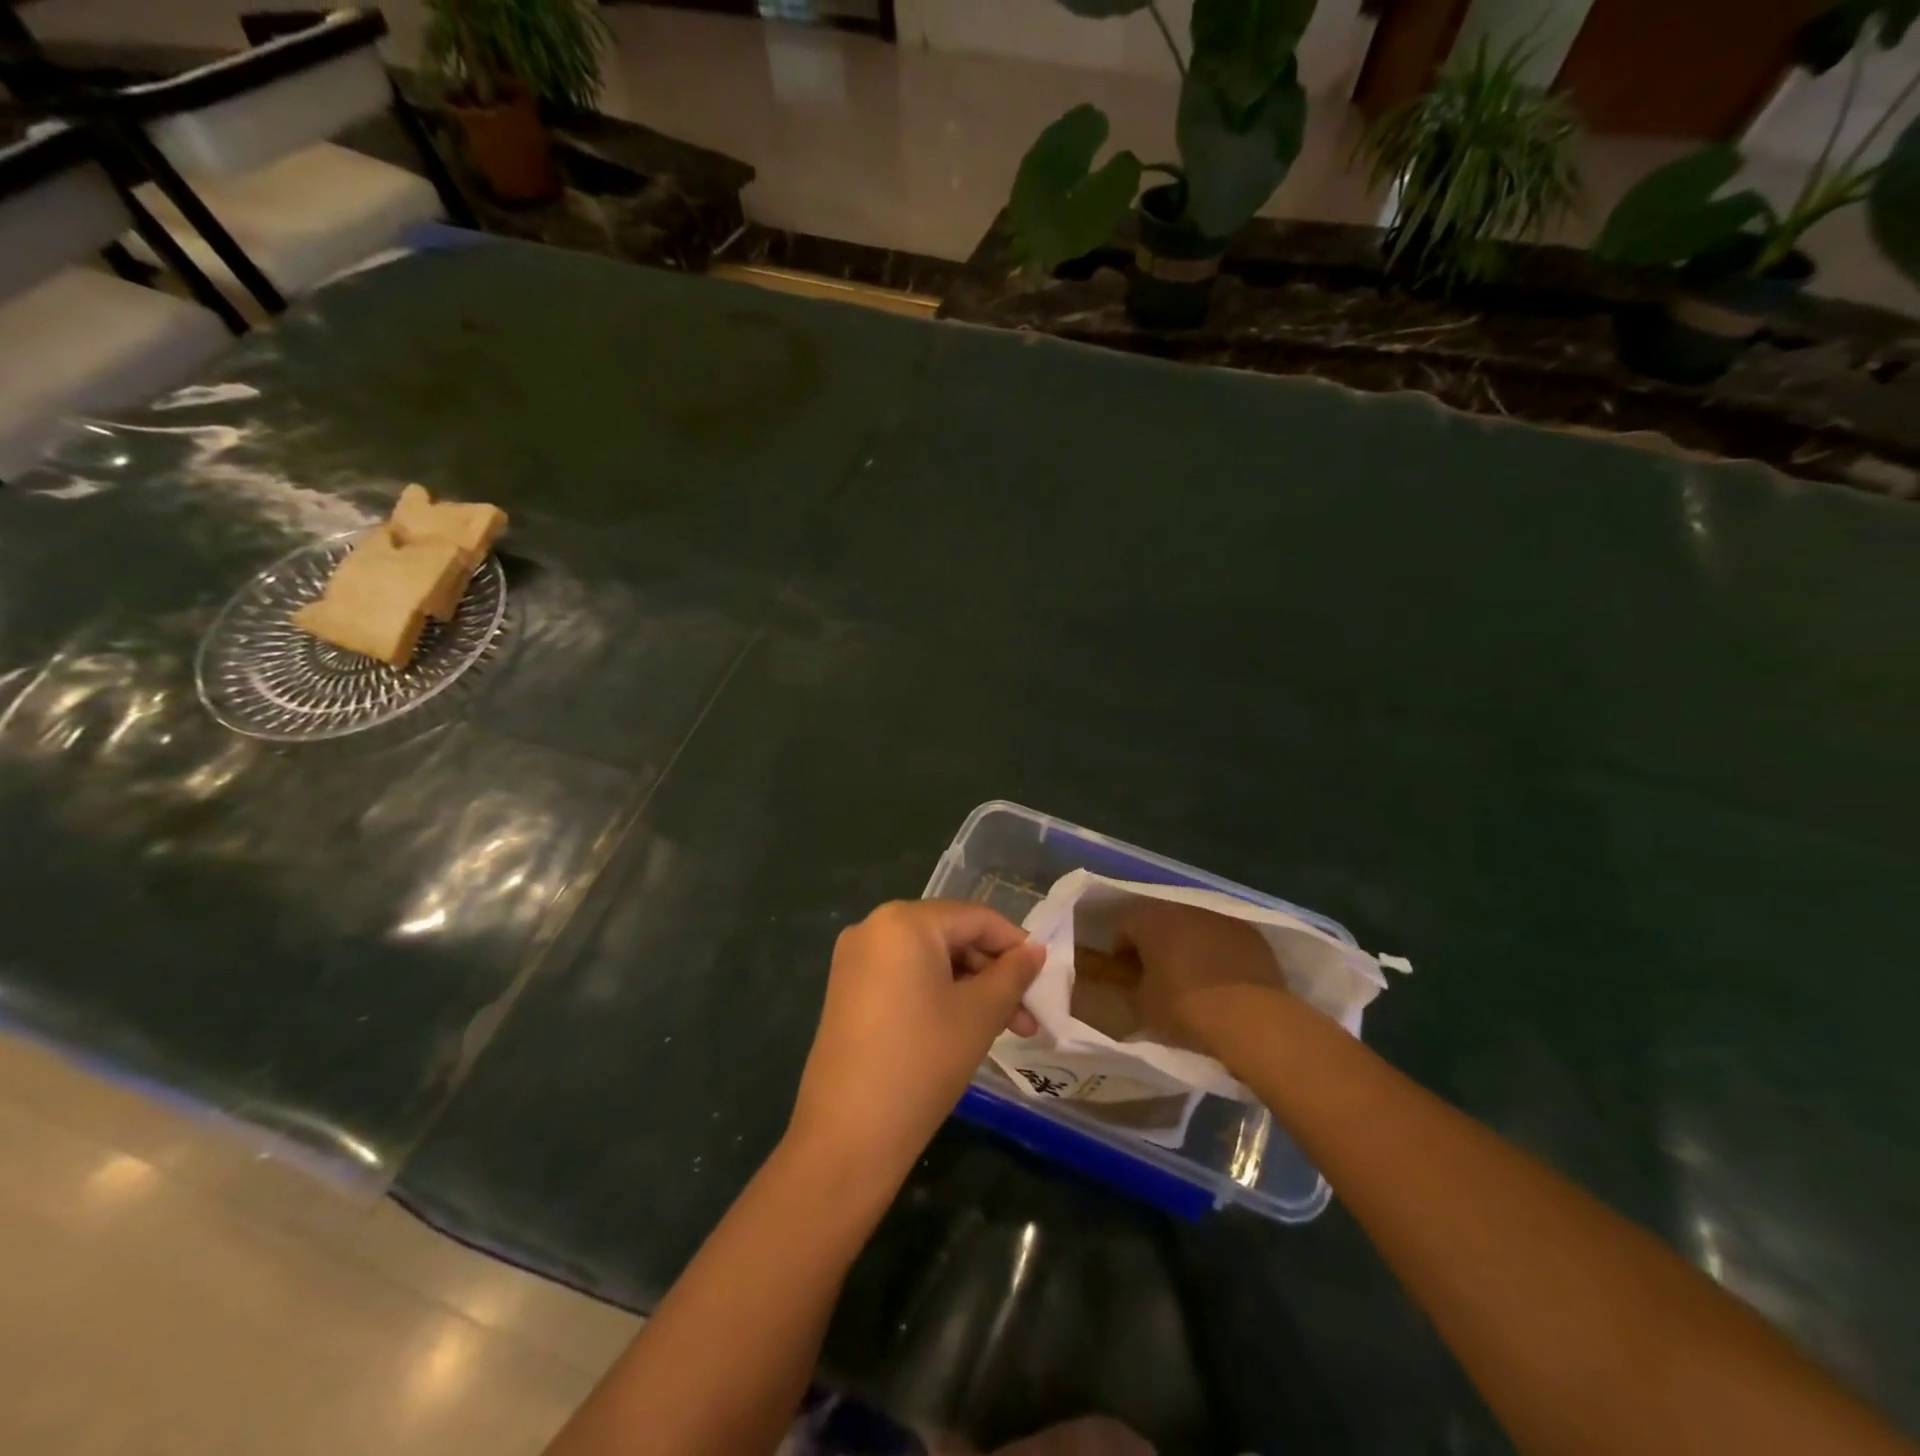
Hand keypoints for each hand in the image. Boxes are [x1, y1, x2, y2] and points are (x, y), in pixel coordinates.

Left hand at [786, 900, 1043, 1187]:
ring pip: (929, 960)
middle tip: (1028, 1014)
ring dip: (970, 987)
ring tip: (1005, 1028)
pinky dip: (938, 994)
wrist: (848, 1134)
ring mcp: (855, 959)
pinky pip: (904, 977)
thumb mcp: (980, 1014)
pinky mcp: (847, 990)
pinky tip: (963, 1027)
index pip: (976, 918)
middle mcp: (873, 927)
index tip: (1044, 977)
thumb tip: (1035, 950)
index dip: (1015, 944)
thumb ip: (1013, 974)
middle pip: (951, 936)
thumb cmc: (923, 1061)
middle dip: (993, 972)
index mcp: (904, 921)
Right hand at [1116, 900, 1288, 1052]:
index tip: (1128, 977)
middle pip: (1162, 924)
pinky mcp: (1252, 935)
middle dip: (1157, 946)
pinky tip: (1224, 982)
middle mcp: (1183, 909)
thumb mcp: (1143, 1007)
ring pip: (1196, 929)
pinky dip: (1221, 955)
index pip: (1125, 929)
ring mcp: (1221, 919)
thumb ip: (1133, 989)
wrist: (1249, 1018)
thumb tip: (1137, 986)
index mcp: (1150, 920)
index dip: (1123, 953)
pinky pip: (1226, 941)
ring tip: (1194, 980)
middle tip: (1159, 977)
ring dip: (1190, 947)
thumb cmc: (1184, 1009)